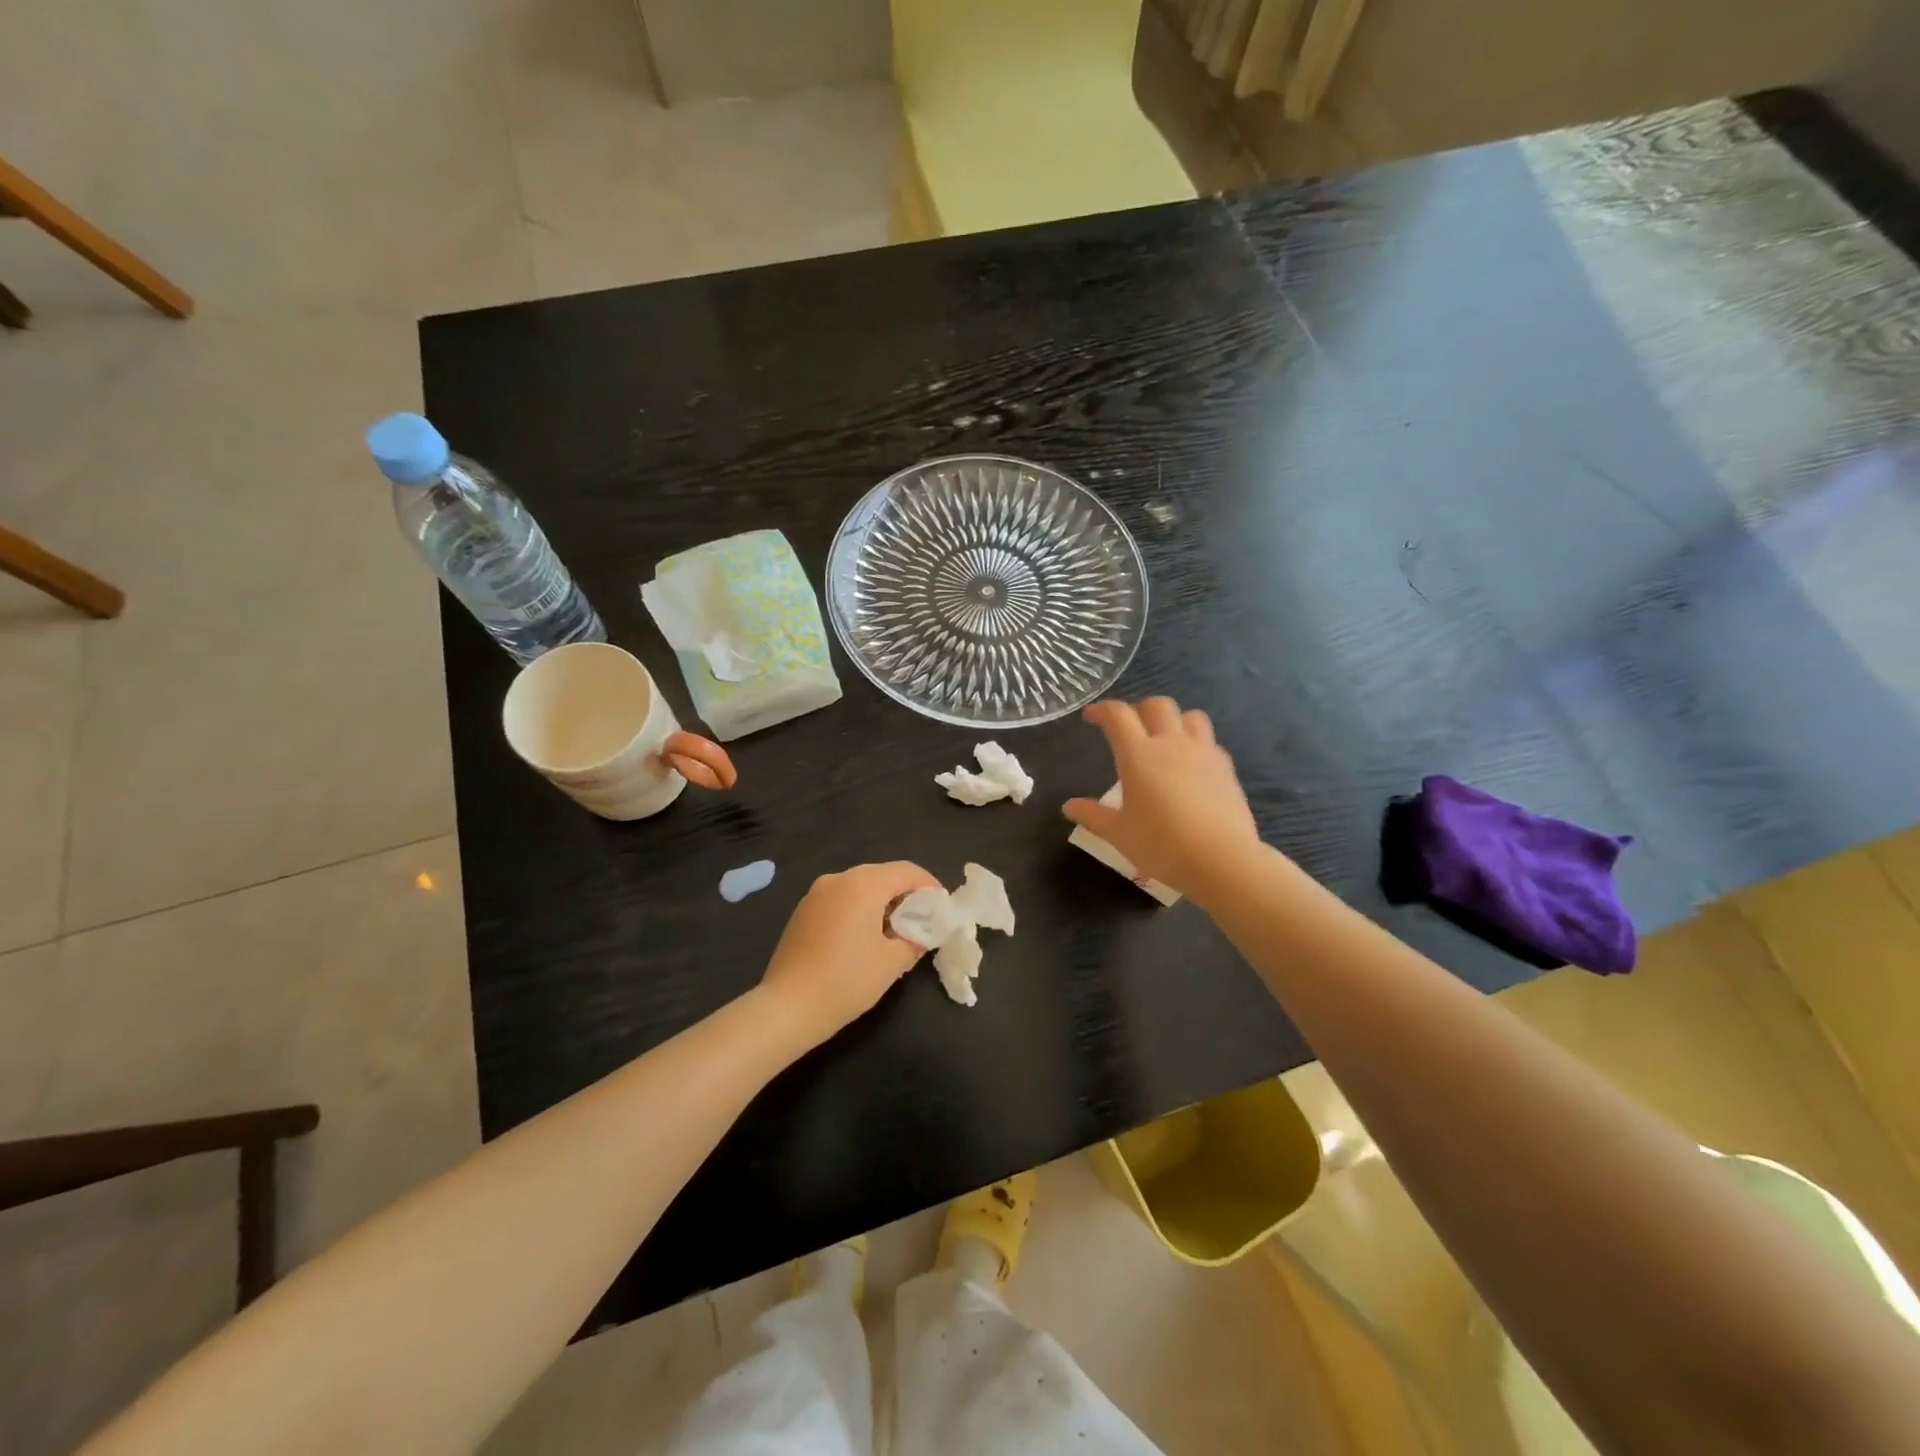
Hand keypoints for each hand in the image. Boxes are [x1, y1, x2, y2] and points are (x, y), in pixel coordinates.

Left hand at [757, 861, 940, 1048]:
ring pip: (860, 886)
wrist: (787, 1008)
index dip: (929, 885)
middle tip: (922, 920)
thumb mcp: (892, 962)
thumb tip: (923, 931)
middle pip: (882, 875)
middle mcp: (838, 879)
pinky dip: (859, 908)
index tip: (942, 907)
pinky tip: (864, 936)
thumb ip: (915, 938)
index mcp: (863, 884)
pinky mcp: (803, 911)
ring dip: (881, 901)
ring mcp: (816, 893)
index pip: (906, 871)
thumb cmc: (846, 981)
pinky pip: (841, 899)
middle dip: (905, 893)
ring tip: (895, 930)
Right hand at [1064, 697, 1262, 903]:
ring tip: (1165, 738)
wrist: (1222, 860)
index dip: (1102, 710)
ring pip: (1190, 716)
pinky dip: (1197, 744)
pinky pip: (1210, 742)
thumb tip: (1069, 806)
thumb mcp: (1119, 834)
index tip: (1091, 716)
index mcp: (1138, 755)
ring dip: (1174, 720)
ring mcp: (1203, 752)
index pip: (1118, 716)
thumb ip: (1093, 816)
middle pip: (1157, 706)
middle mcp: (1171, 743)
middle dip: (1139, 709)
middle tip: (1130, 727)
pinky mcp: (1226, 768)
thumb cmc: (1162, 845)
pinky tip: (1192, 765)